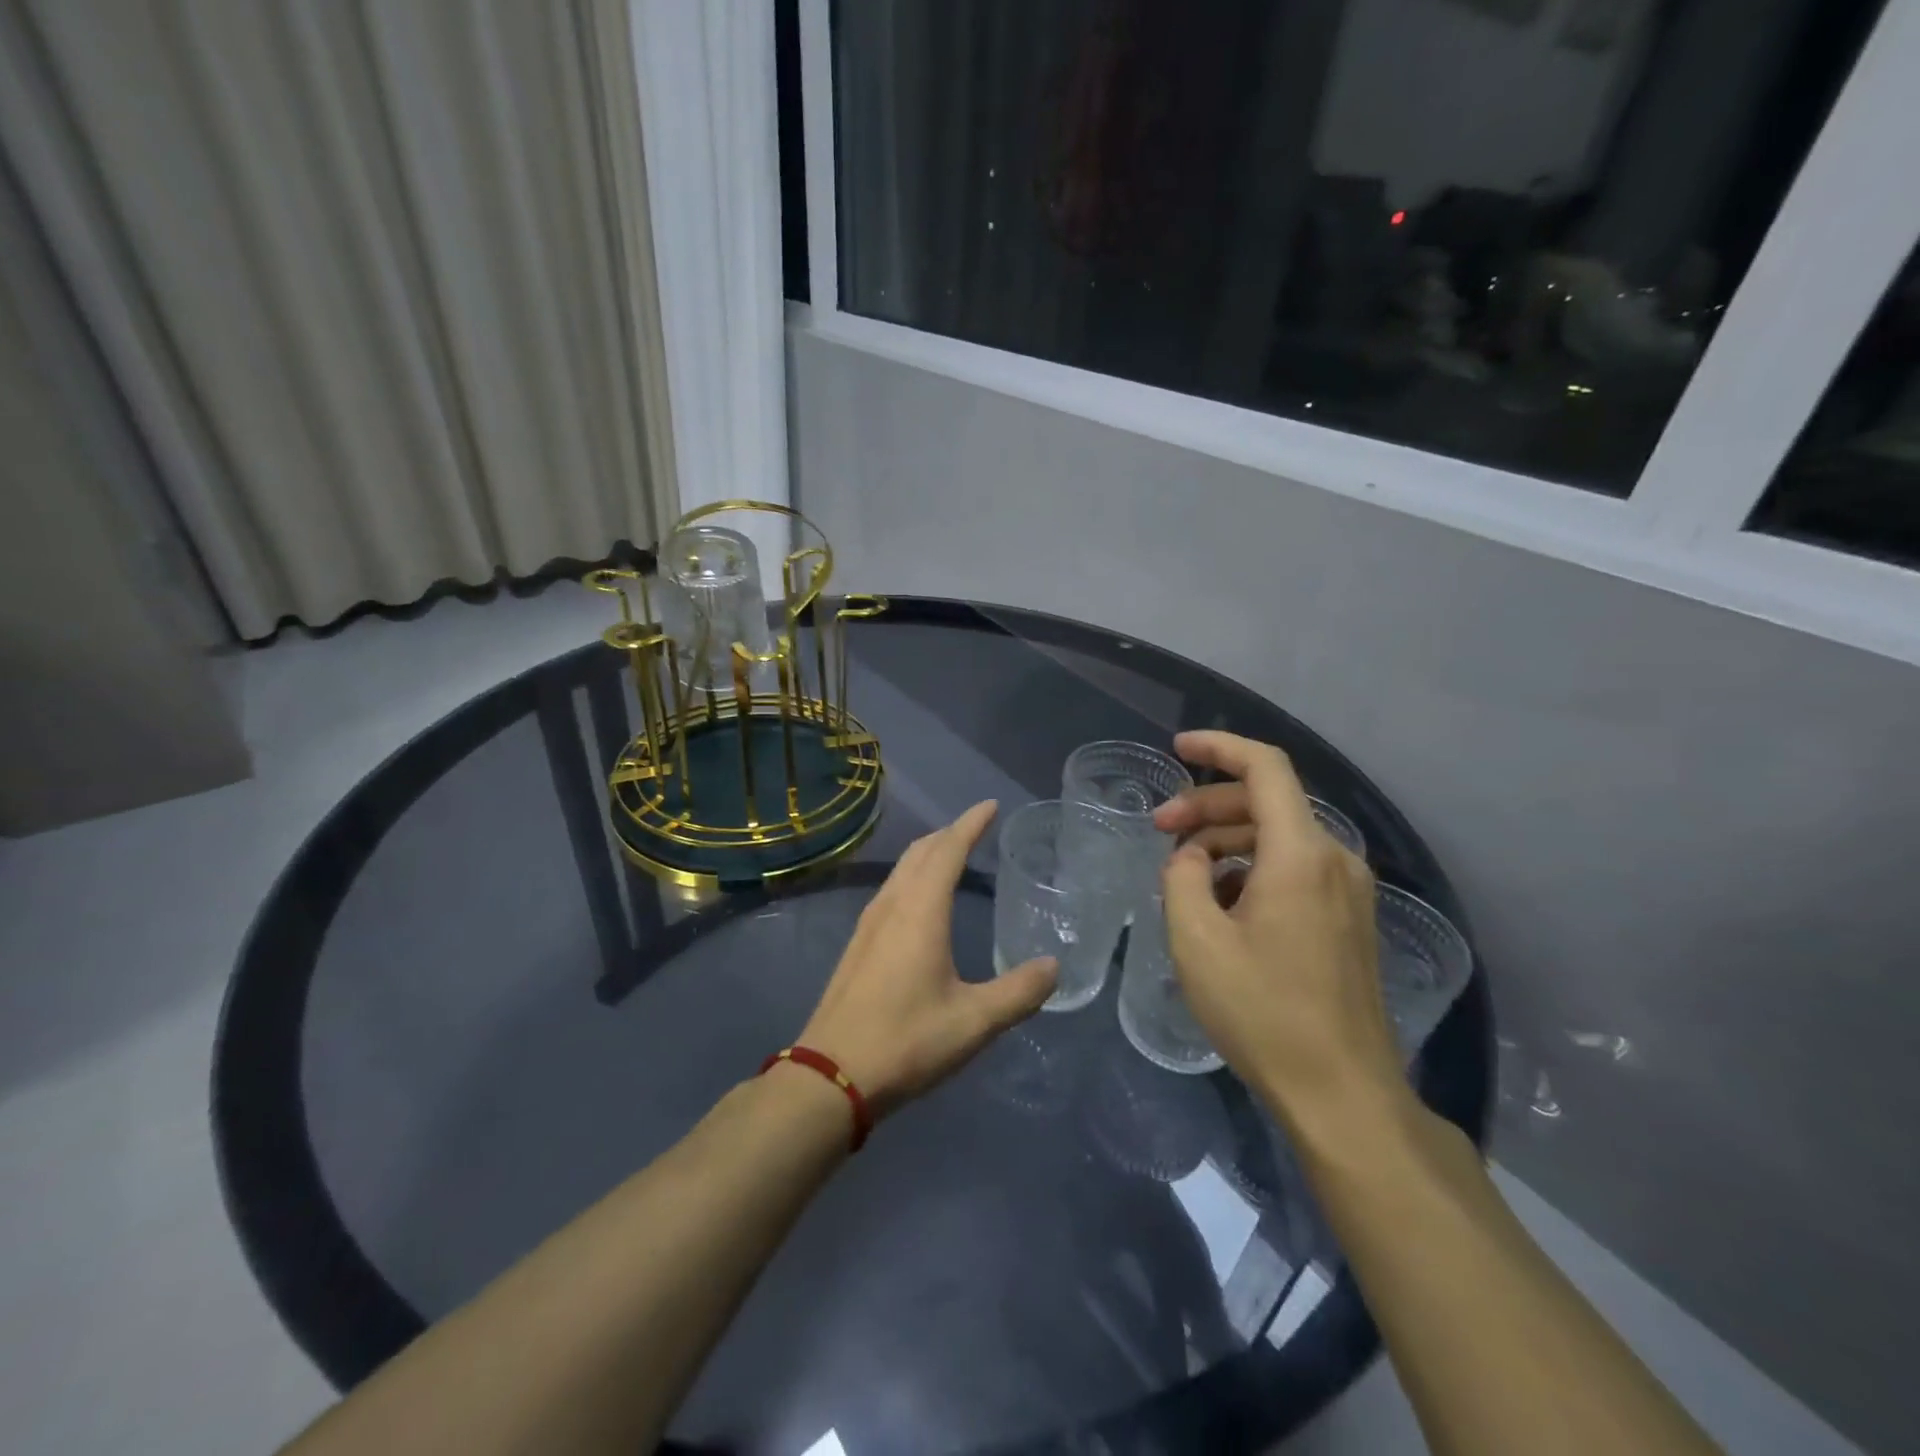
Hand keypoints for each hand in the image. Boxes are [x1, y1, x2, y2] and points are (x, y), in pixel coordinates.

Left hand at [799, 802, 1058, 1117]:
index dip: (970, 824)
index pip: (948, 850)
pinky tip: (919, 902)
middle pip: (920, 852)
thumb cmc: (907, 1041)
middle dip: (948, 833)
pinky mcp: (857, 946)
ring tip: (950, 854)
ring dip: (927, 854)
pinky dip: (912, 877)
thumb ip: (1018, 992)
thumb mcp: (974, 1021)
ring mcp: (868, 925)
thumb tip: (1054, 967)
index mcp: (921, 912)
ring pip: (900, 871)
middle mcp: (892, 906)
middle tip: (975, 827)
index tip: (990, 806)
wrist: (830, 1075)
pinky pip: (889, 891)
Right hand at [1153, 731, 1402, 1128]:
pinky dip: (1251, 867)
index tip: (1176, 748)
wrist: (1342, 1092)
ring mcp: (1349, 889)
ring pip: (1279, 836)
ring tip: (1183, 875)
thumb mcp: (1196, 940)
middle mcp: (1335, 858)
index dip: (1219, 747)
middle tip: (1160, 831)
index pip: (1265, 767)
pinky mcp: (1350, 918)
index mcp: (1301, 854)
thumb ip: (1183, 876)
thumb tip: (1192, 856)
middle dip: (1208, 805)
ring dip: (1227, 839)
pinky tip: (1220, 903)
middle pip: (1268, 801)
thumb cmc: (1262, 1011)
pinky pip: (1295, 868)